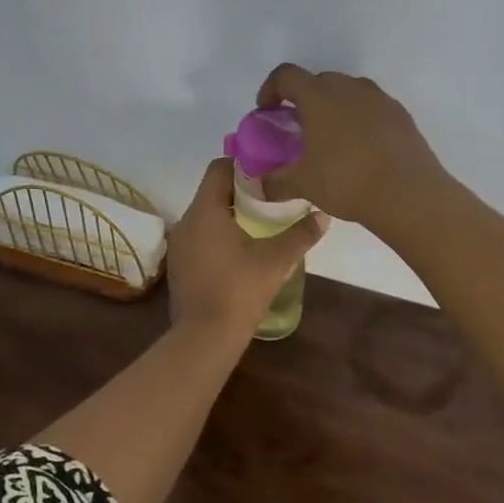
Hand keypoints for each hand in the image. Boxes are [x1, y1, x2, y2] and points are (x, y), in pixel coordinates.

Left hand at [166, 158, 328, 339]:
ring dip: (230, 216)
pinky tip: (242, 252)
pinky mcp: (180, 266)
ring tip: (261, 225)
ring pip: (206, 217)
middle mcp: (186, 222)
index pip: (219, 168)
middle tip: (272, 198)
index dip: (244, 164)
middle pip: (213, 192)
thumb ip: (300, 234)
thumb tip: (323, 216)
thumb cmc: (239, 290)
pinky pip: (200, 238)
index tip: (268, 171)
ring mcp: (179, 245)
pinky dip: (219, 236)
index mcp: (205, 211)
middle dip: (242, 192)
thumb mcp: (276, 261)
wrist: (205, 338)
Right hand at [255, 65, 446, 230]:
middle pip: (318, 82)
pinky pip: (371, 108)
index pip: (285, 76)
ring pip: (347, 93)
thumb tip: (258, 186)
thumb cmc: (347, 181)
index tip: (266, 113)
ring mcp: (379, 98)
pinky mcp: (400, 114)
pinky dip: (359, 120)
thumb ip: (275, 181)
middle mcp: (349, 87)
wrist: (409, 194)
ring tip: (330, 141)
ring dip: (333, 109)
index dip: (270, 90)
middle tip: (298, 130)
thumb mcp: (303, 184)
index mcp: (318, 95)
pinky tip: (360, 150)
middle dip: (303, 101)